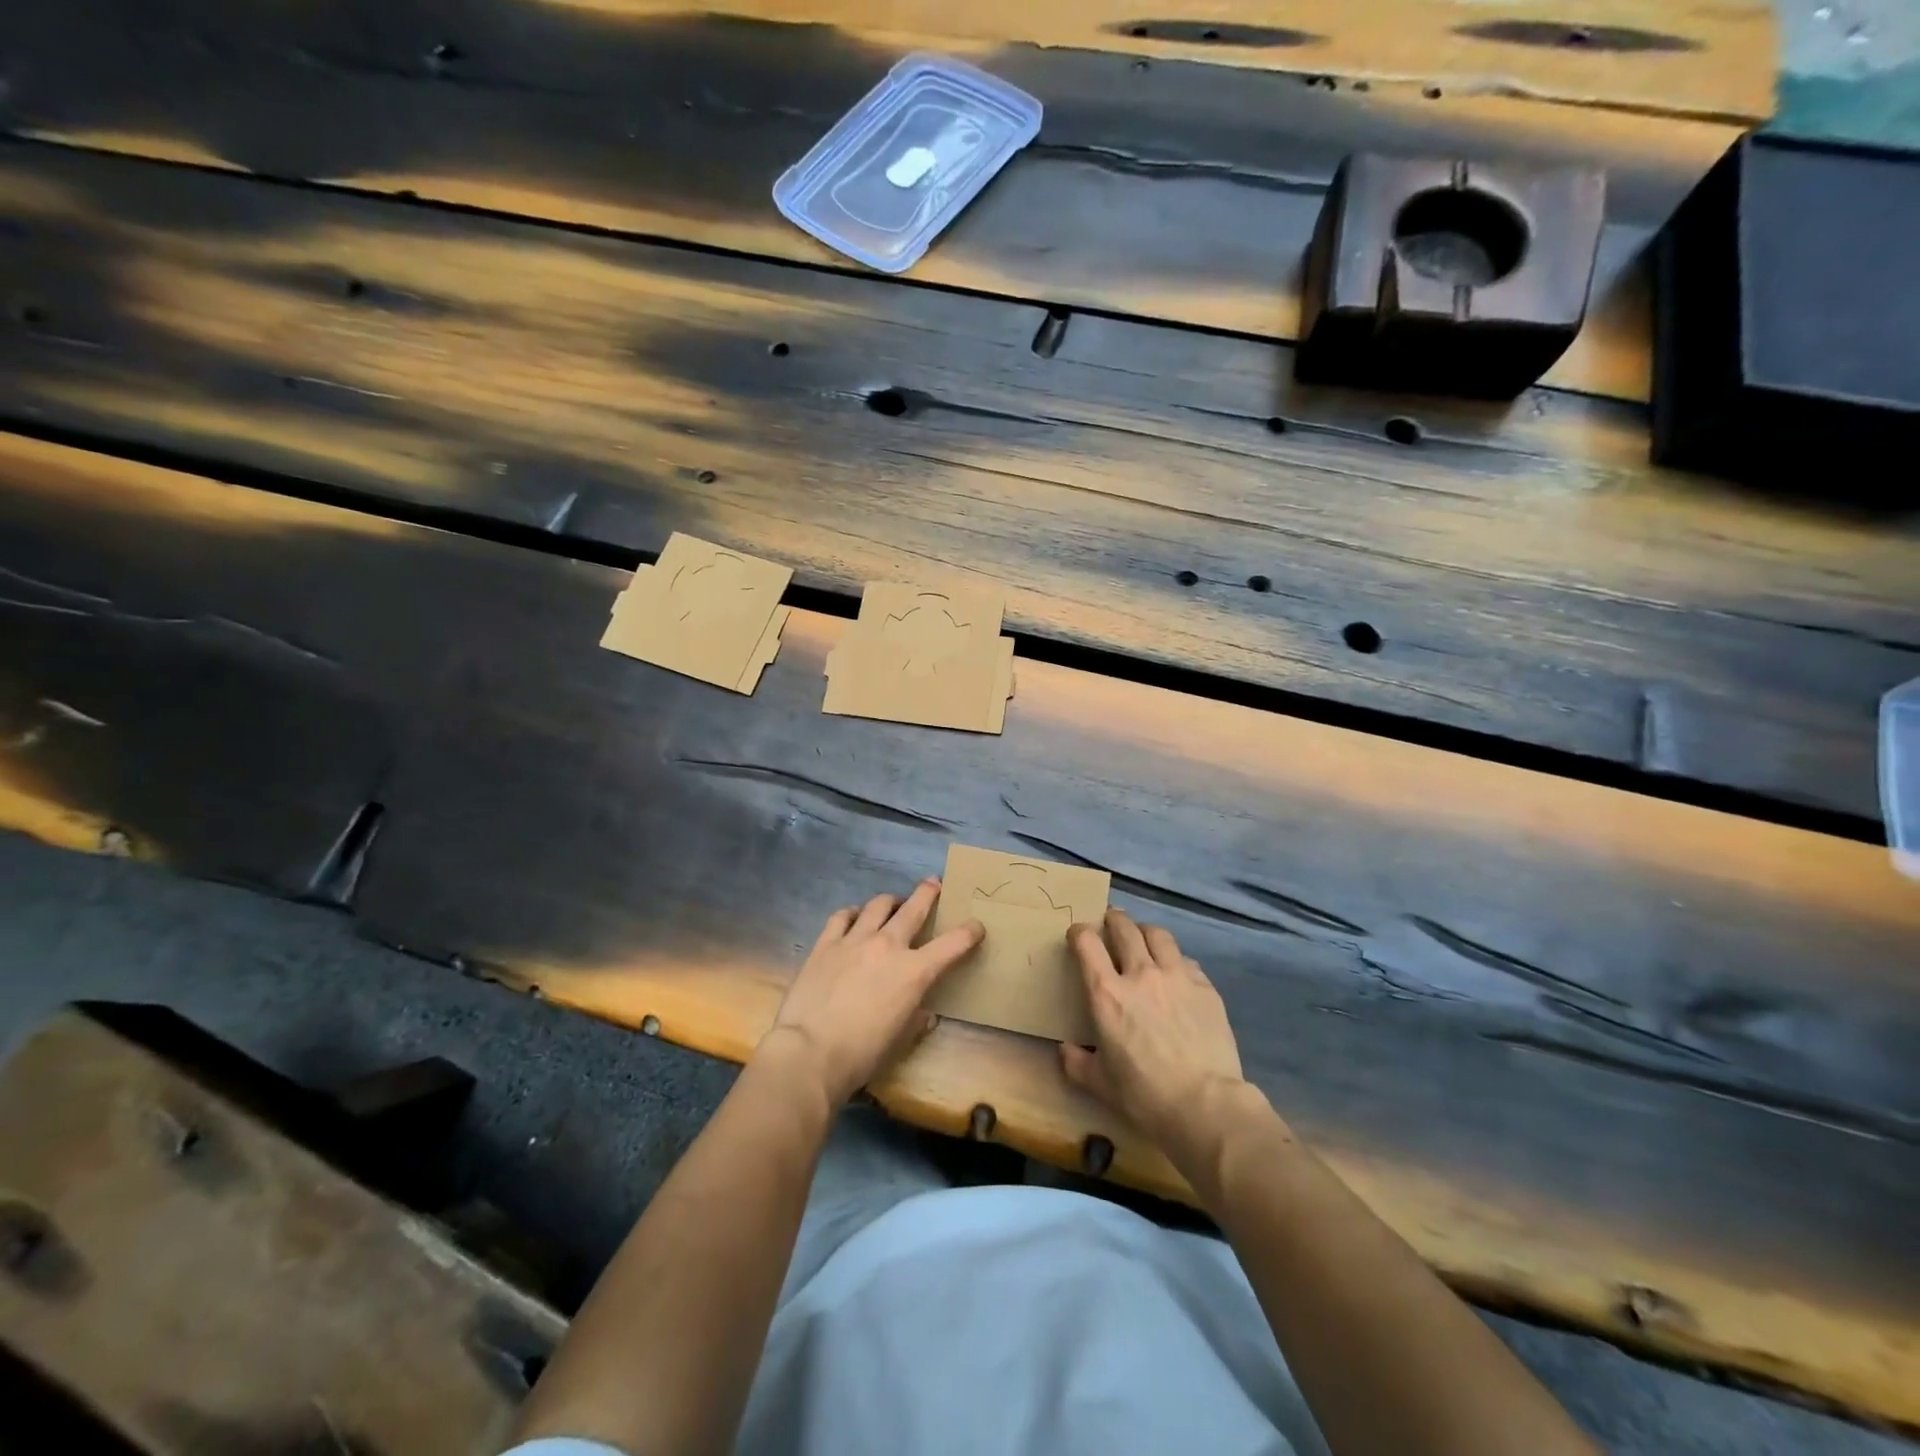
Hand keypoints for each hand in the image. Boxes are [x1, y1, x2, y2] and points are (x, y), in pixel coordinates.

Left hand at [759, 879, 984, 1105]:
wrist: (811, 1052)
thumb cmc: (863, 1054)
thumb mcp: (900, 1040)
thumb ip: (916, 1020)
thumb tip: (924, 1013)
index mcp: (915, 971)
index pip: (952, 944)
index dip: (969, 932)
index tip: (976, 926)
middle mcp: (888, 945)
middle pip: (914, 908)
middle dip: (928, 893)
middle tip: (934, 883)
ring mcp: (855, 940)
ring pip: (878, 905)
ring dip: (891, 901)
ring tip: (893, 902)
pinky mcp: (826, 943)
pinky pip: (843, 916)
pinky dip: (853, 913)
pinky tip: (854, 917)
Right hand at [1060, 910, 1246, 1151]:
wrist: (1206, 1104)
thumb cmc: (1145, 1095)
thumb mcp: (1100, 1084)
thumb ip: (1077, 1062)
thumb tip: (1066, 1049)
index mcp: (1107, 994)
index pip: (1087, 943)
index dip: (1079, 933)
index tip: (1077, 935)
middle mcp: (1140, 974)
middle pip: (1124, 928)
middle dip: (1113, 920)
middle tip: (1110, 922)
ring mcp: (1176, 976)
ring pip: (1158, 934)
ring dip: (1145, 932)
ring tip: (1144, 938)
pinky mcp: (1205, 987)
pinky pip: (1185, 960)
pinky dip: (1174, 959)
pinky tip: (1175, 972)